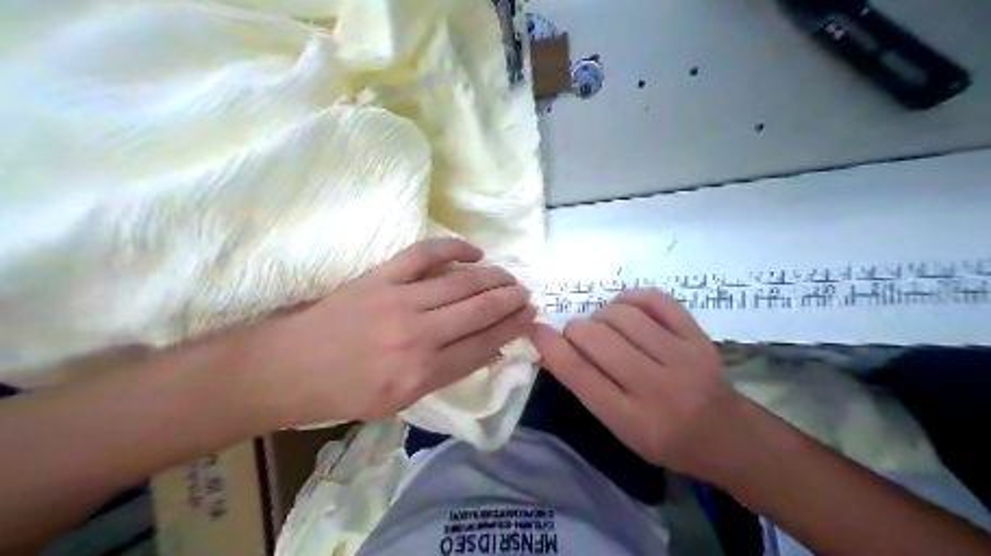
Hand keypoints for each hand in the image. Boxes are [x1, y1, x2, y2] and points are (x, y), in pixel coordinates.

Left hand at [241, 238, 534, 425]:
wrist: (289, 367)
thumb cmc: (345, 393)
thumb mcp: (401, 401)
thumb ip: (447, 373)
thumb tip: (489, 349)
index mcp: (422, 374)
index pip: (483, 345)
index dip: (512, 329)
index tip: (530, 317)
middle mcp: (418, 337)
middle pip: (480, 311)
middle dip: (511, 301)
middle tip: (527, 294)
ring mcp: (400, 301)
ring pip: (462, 283)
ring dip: (494, 278)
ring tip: (510, 277)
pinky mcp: (381, 277)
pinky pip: (425, 253)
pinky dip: (455, 248)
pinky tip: (474, 252)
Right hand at [526, 290, 742, 479]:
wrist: (725, 435)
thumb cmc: (663, 438)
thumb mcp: (619, 428)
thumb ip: (586, 388)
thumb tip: (550, 347)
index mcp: (633, 421)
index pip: (581, 375)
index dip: (551, 347)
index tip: (535, 330)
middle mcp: (658, 389)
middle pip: (598, 339)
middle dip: (576, 330)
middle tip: (579, 336)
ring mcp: (683, 359)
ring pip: (623, 316)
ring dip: (602, 315)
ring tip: (604, 325)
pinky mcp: (699, 337)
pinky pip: (656, 300)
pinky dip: (631, 299)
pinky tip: (626, 309)